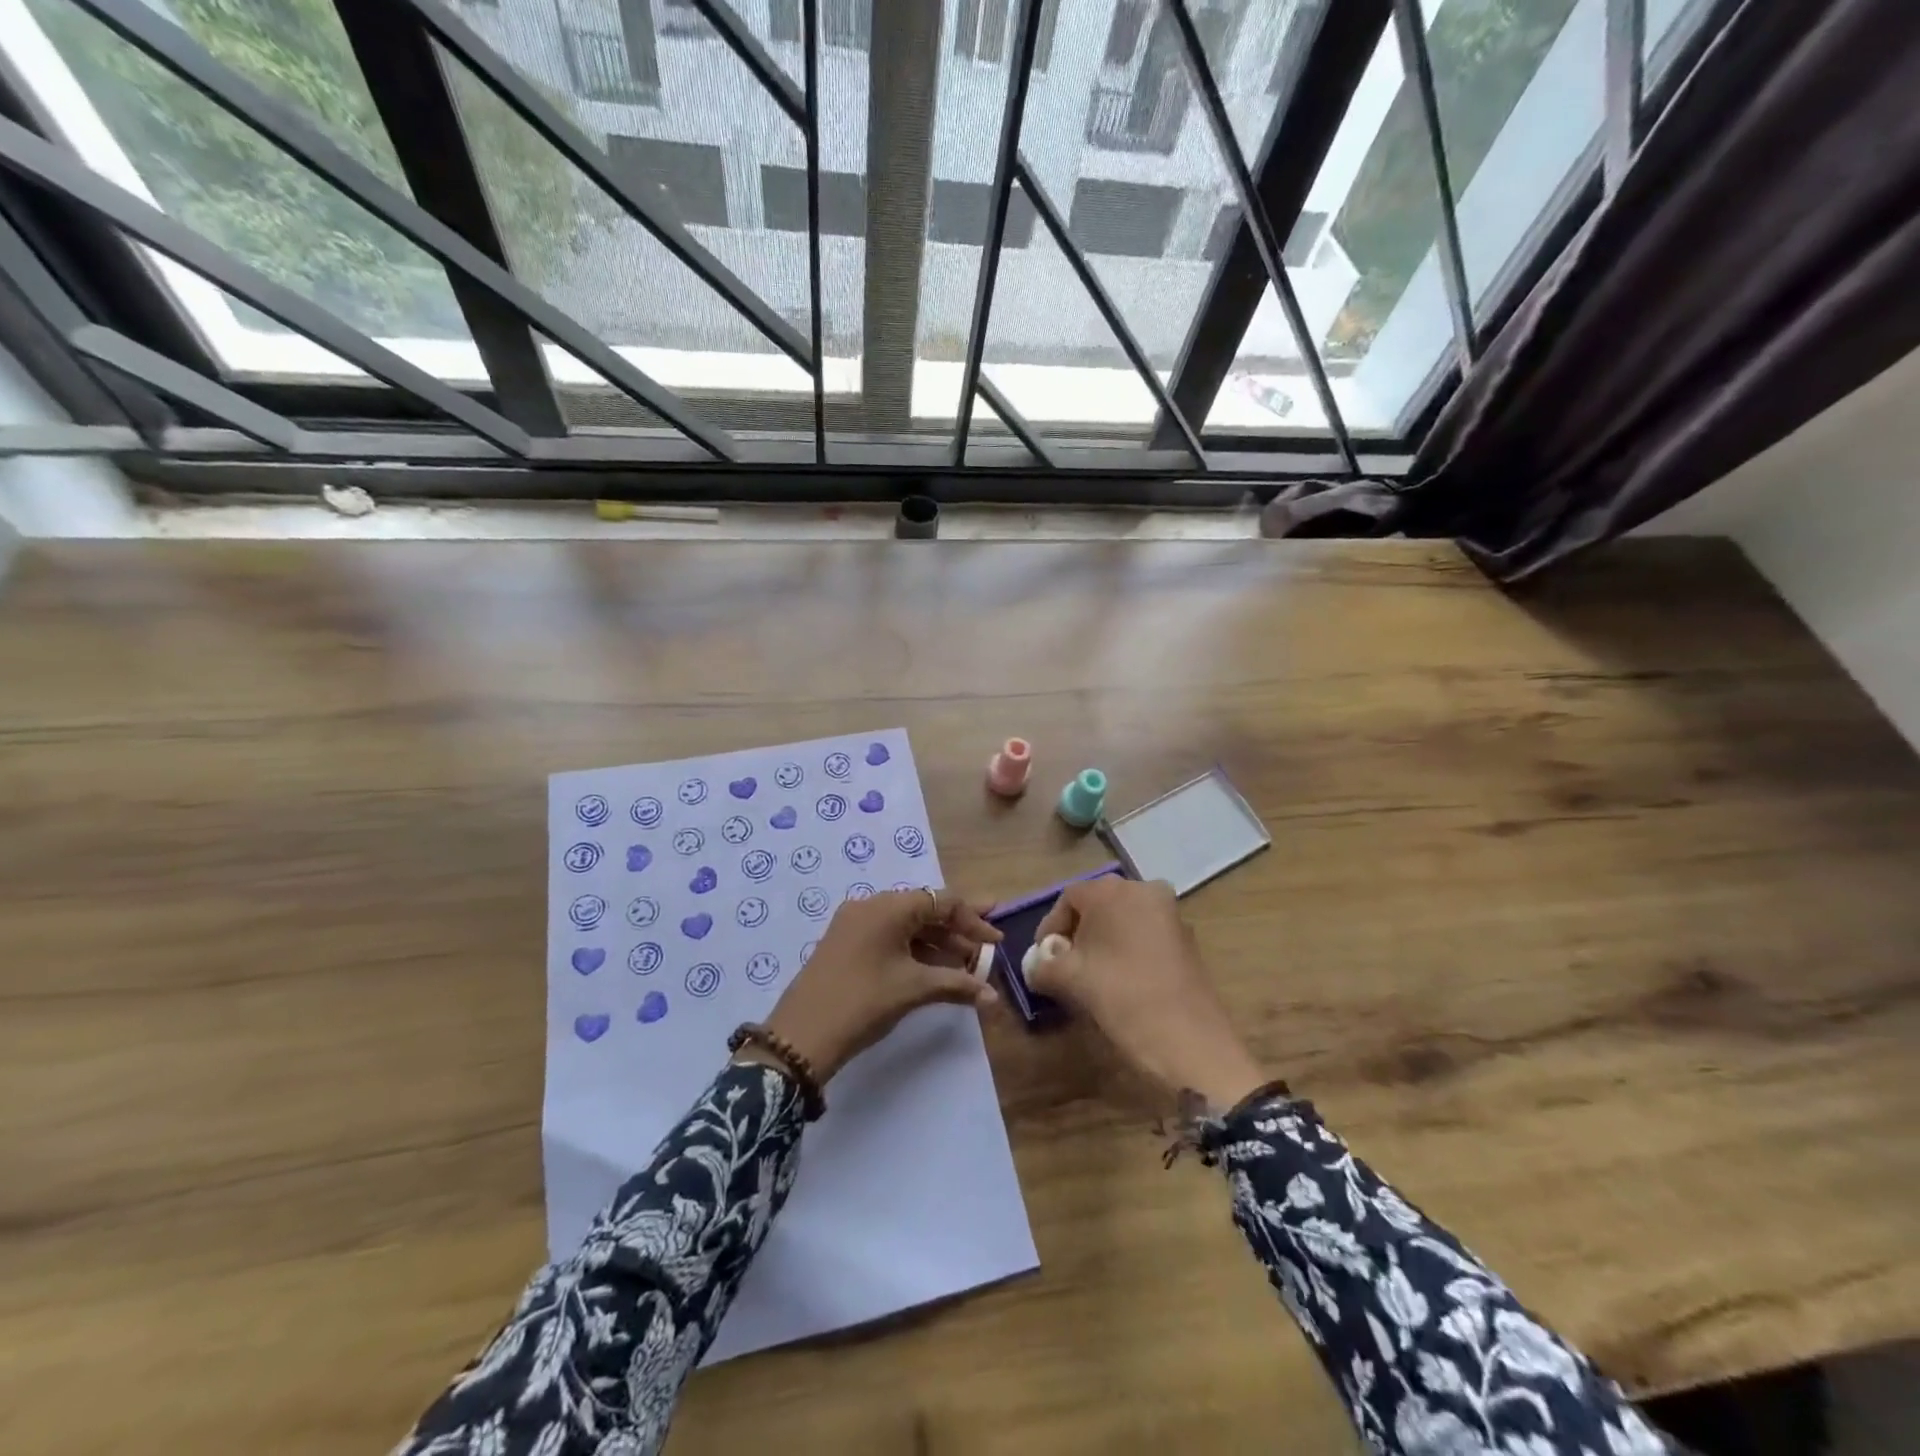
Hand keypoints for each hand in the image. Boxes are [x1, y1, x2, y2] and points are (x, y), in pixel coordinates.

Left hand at [754, 889, 1001, 1083]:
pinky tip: (934, 970)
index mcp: (888, 906)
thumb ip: (957, 985)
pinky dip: (914, 950)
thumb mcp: (913, 989)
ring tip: (965, 965)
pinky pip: (889, 937)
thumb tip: (993, 997)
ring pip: (906, 925)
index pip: (942, 901)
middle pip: (924, 909)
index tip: (997, 942)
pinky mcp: (846, 944)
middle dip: (957, 929)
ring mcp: (854, 924)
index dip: (973, 920)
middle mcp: (871, 906)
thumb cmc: (863, 1002)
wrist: (801, 1036)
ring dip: (937, 942)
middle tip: (986, 947)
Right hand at [1030, 878, 1265, 1109]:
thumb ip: (1042, 966)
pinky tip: (1120, 982)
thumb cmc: (1121, 997)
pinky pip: (1145, 935)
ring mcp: (1171, 914)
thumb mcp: (1069, 980)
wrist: (1189, 1041)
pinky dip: (1127, 951)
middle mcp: (1144, 890)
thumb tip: (1035, 966)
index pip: (1069, 898)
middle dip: (1077, 934)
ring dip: (1103, 943)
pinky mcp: (1186, 939)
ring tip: (1090, 977)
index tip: (1043, 960)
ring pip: (1123, 921)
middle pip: (1098, 906)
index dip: (1050, 928)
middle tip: (1064, 967)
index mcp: (1113, 891)